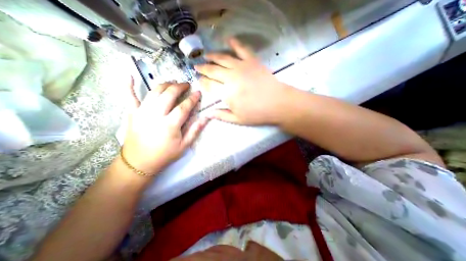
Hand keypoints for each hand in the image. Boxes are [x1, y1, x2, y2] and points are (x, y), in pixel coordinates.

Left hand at [122, 83, 206, 174]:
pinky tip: (129, 75)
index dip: (192, 98)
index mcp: (170, 125)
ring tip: (172, 83)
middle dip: (179, 86)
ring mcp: (141, 112)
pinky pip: (129, 96)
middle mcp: (155, 115)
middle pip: (168, 94)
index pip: (184, 107)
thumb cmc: (165, 154)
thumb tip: (206, 118)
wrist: (139, 162)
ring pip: (154, 92)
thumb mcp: (184, 145)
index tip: (198, 92)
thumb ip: (195, 130)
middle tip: (186, 85)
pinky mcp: (131, 113)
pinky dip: (128, 85)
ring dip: (165, 84)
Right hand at [195, 37, 291, 124]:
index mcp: (226, 93)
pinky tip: (227, 39)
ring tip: (206, 55)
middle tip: (197, 67)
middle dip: (203, 68)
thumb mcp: (238, 119)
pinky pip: (241, 49)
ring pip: (223, 58)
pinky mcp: (252, 61)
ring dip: (212, 56)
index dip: (202, 82)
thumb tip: (208, 114)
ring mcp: (241, 67)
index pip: (209, 84)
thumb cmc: (258, 114)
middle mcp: (230, 77)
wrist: (278, 104)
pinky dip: (234, 42)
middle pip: (213, 70)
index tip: (198, 80)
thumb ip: (221, 115)